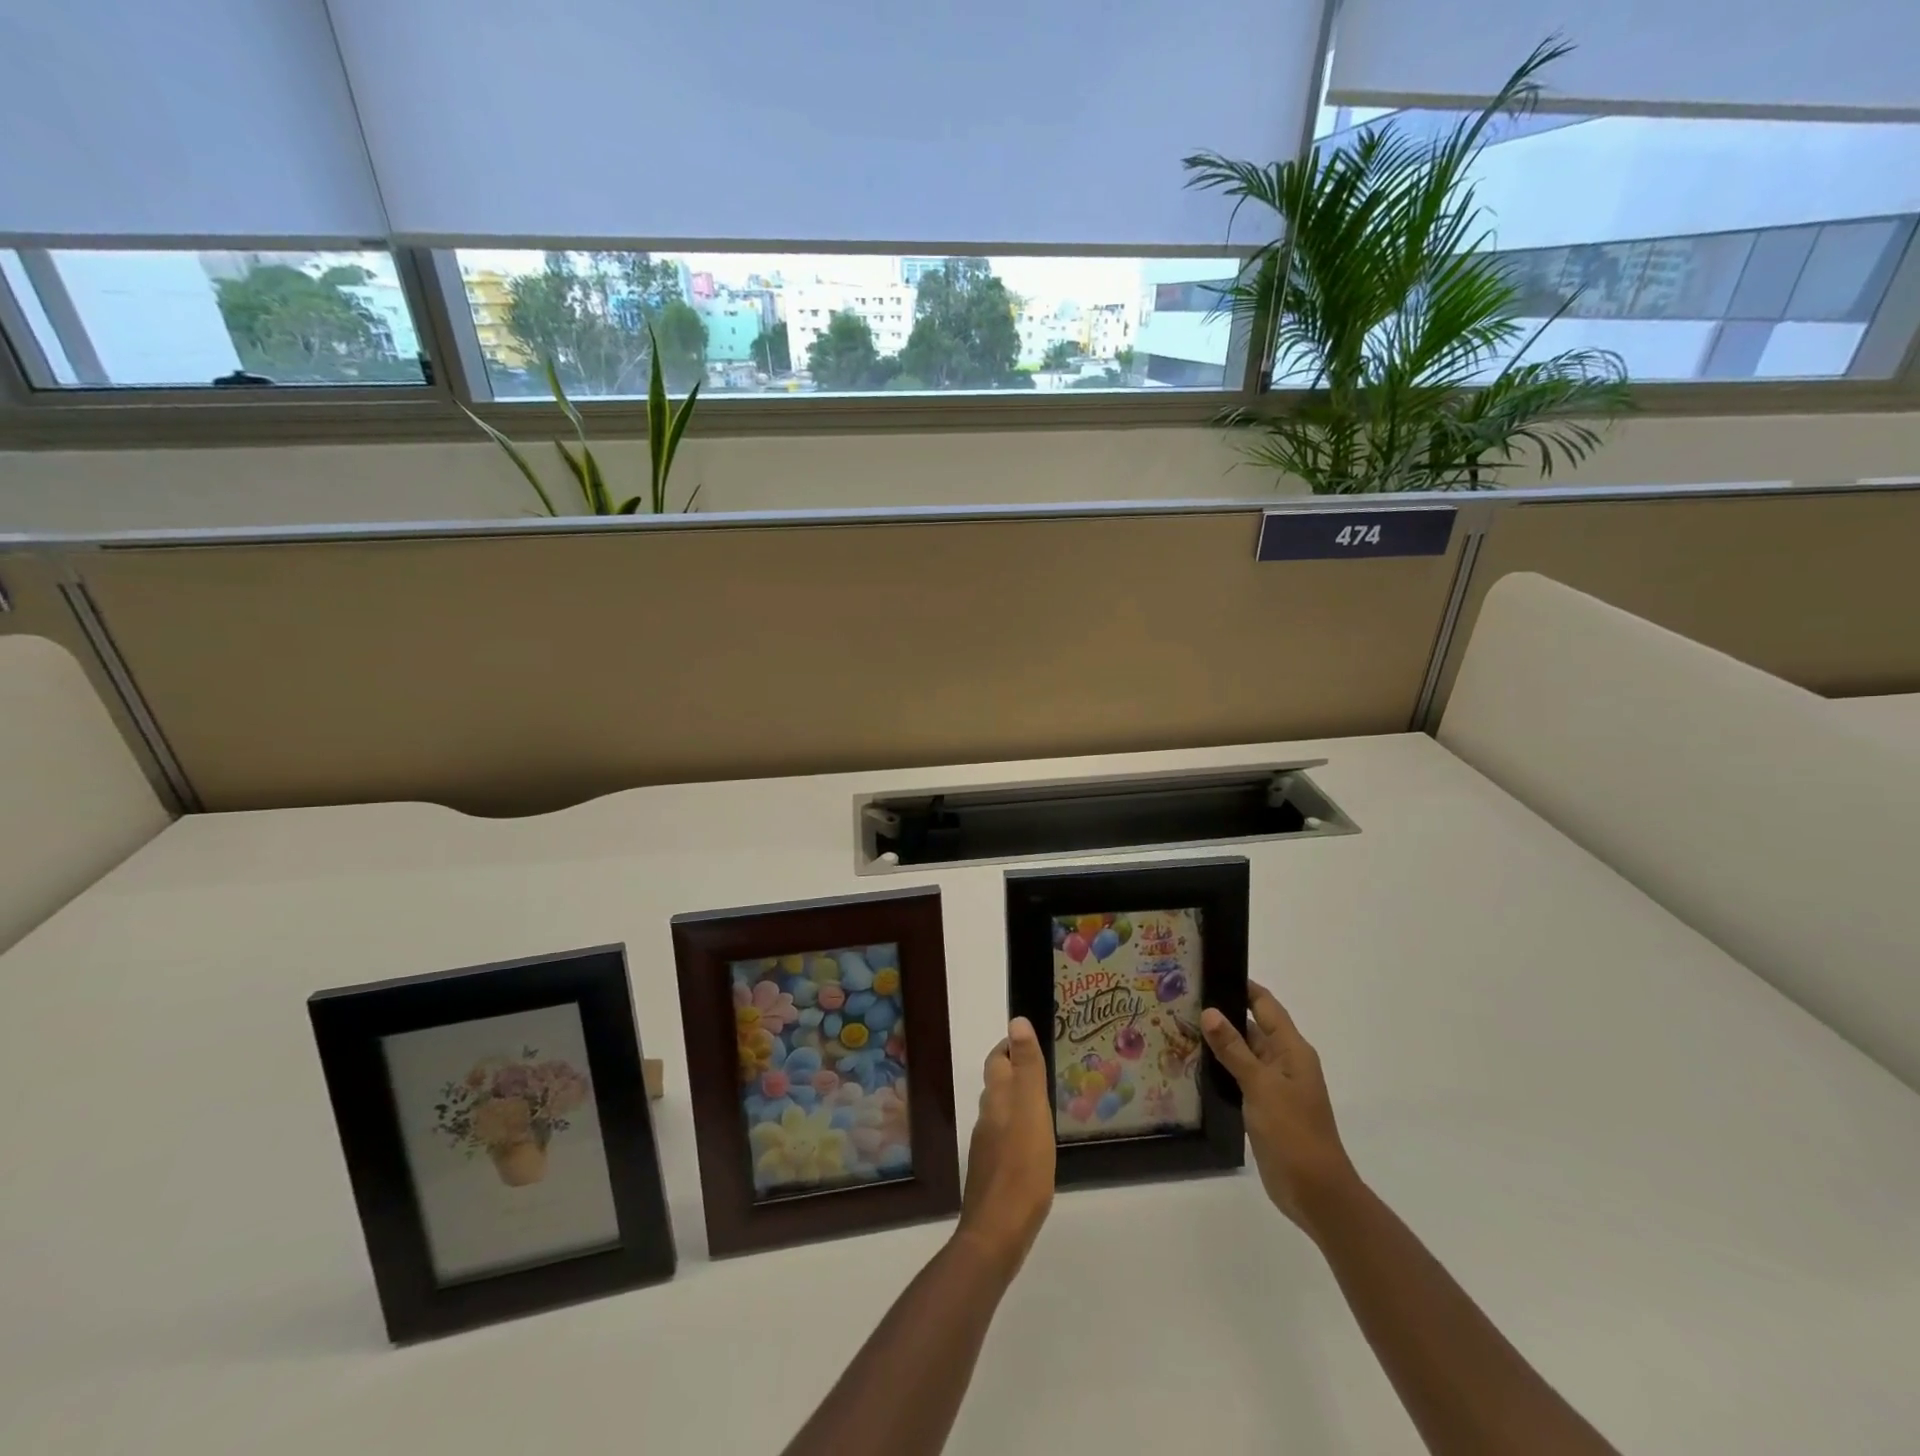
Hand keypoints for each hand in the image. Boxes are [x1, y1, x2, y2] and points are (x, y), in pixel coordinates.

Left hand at [956, 1017, 1055, 1274]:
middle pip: (997, 1084)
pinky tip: (1034, 1144)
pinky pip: (1005, 1139)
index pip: (997, 1060)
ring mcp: (987, 1148)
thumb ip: (1027, 1068)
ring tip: (1043, 1103)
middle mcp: (987, 1118)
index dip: (1010, 1046)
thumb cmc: (1022, 1167)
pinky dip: (1018, 1130)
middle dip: (1014, 1071)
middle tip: (1043, 1069)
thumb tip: (1017, 1021)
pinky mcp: (992, 1174)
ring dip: (1017, 1101)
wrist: (998, 1232)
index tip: (1030, 1041)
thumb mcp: (1032, 1110)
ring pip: (1000, 1112)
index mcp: (997, 1099)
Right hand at [1202, 981, 1356, 1235]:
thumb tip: (1210, 1012)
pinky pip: (1239, 1078)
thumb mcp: (1261, 1085)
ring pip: (1243, 1053)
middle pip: (1252, 1027)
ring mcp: (1274, 1086)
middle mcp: (1284, 1062)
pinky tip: (1193, 1066)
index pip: (1266, 1005)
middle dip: (1223, 1013)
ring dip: (1219, 1043)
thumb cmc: (1293, 1131)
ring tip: (1179, 1026)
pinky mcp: (1264, 1108)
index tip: (1211, 971)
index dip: (1243, 987)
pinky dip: (1221, 1069)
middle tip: (1183, 999)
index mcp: (1292, 1050)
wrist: (1315, 1191)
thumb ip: (1234, 1048)